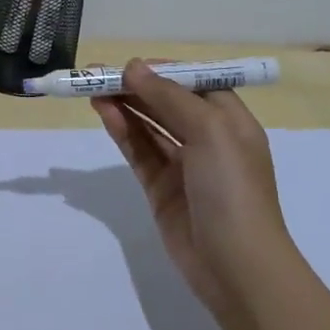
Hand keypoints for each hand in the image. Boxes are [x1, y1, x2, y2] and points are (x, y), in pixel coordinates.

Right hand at [91, 58, 290, 318]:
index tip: (131, 64)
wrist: (236, 265)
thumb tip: (133, 68)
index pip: (196, 83)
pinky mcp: (161, 188)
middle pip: (167, 103)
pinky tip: (104, 113)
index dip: (164, 71)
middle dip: (136, 86)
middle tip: (97, 73)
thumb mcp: (209, 131)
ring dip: (124, 106)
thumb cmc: (232, 188)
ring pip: (149, 126)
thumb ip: (168, 97)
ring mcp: (184, 165)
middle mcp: (209, 139)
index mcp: (231, 121)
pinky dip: (122, 131)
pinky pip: (139, 151)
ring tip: (92, 88)